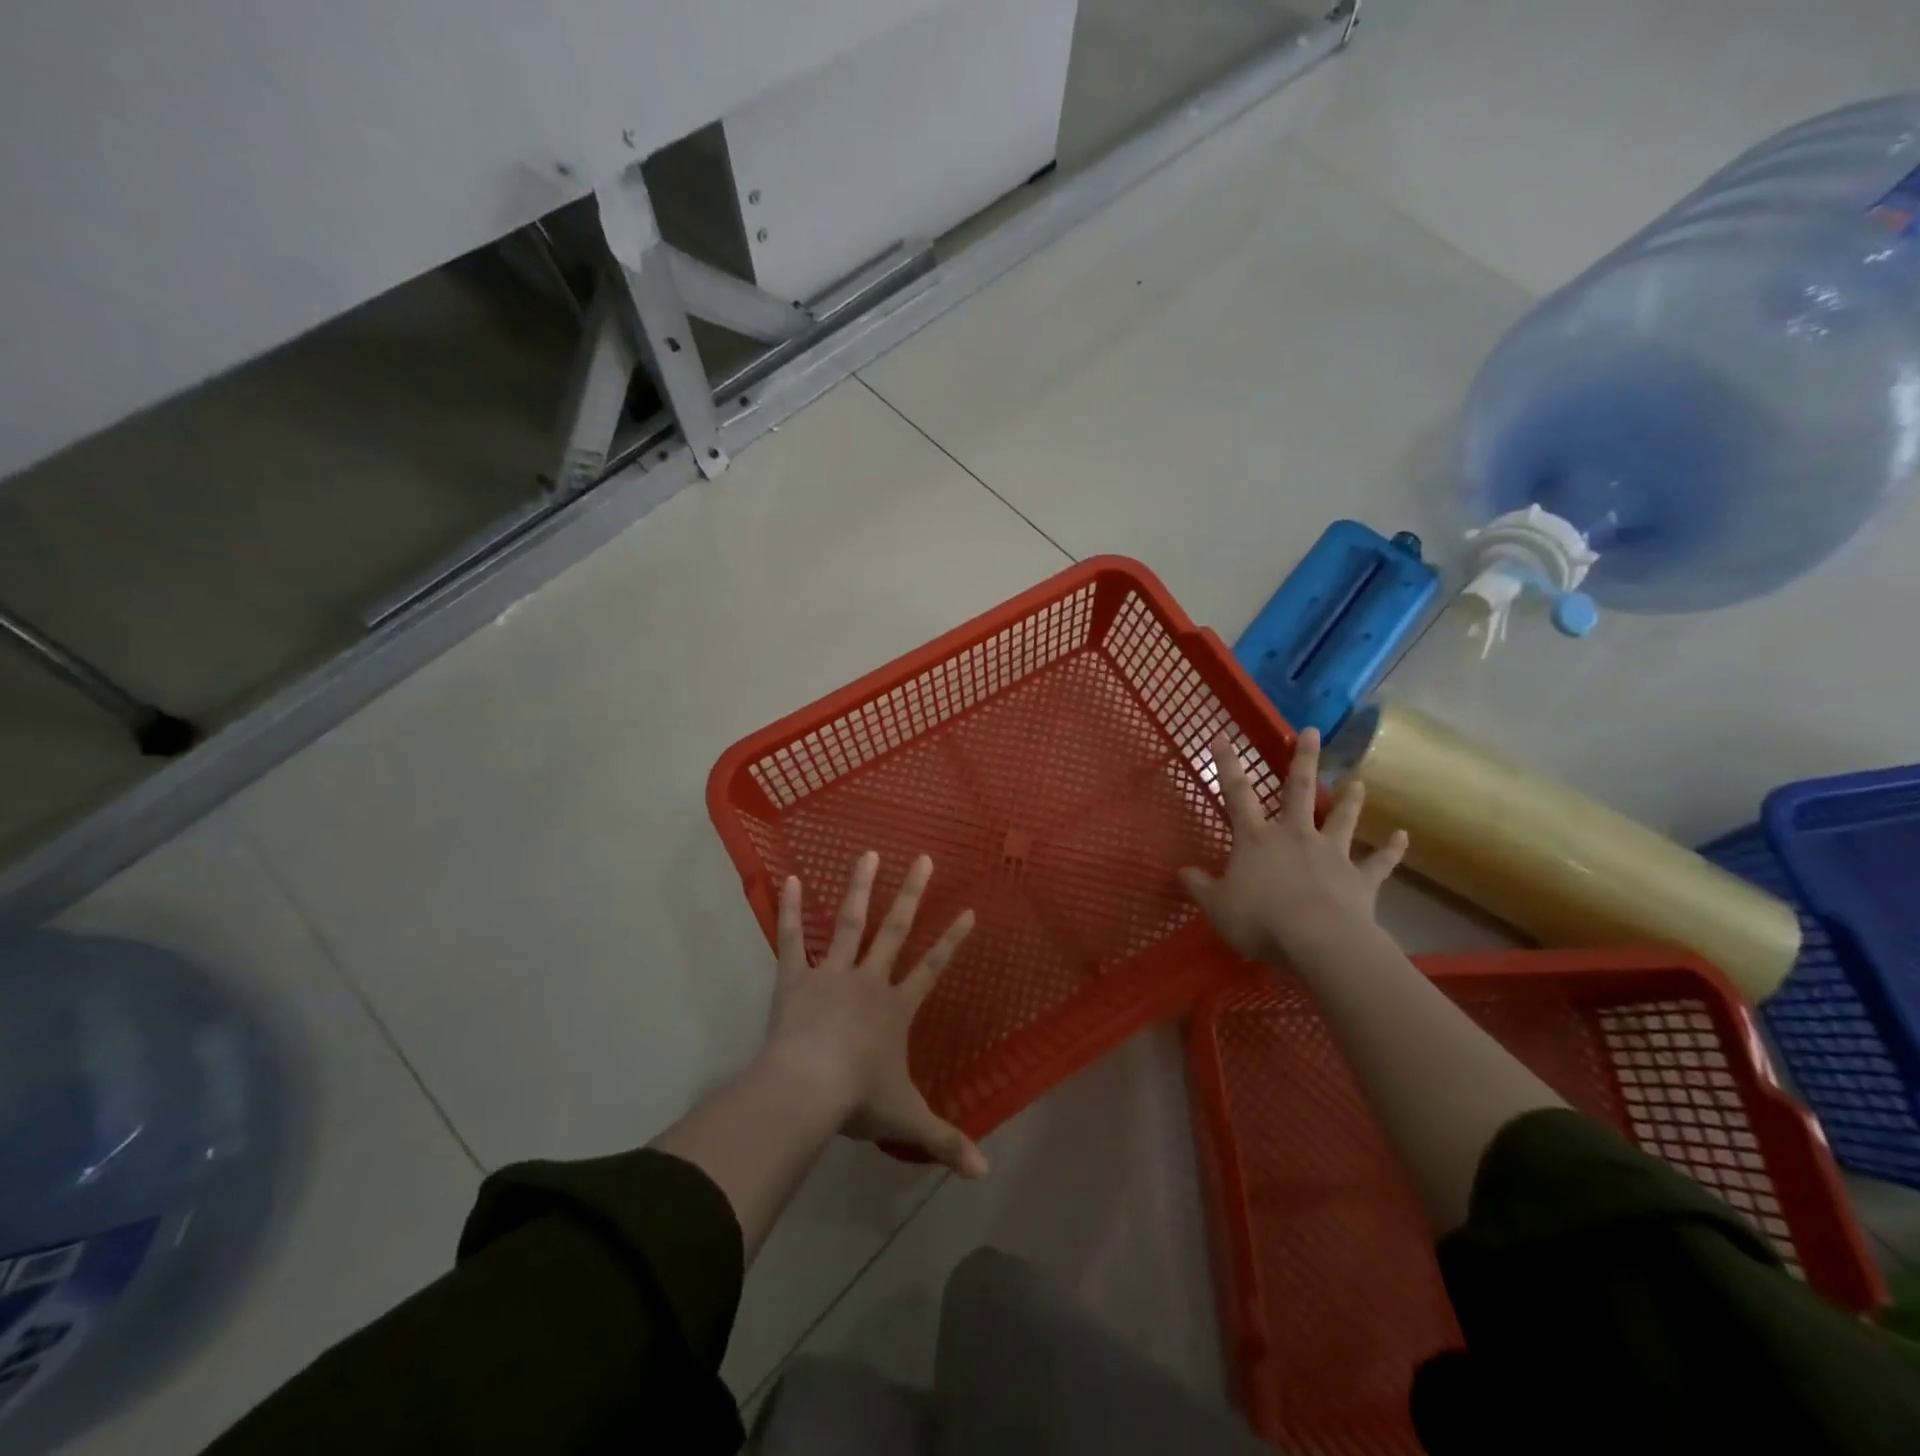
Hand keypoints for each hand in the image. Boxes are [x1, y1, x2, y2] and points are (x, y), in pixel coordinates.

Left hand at [764, 852, 986, 1177]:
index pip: (932, 968)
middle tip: (923, 858)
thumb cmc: (859, 1100)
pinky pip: (791, 938)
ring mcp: (831, 974)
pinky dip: (788, 909)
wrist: (807, 1090)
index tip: (967, 911)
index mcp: (896, 1007)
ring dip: (861, 887)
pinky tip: (788, 878)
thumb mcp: (907, 1122)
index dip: (951, 941)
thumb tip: (985, 1174)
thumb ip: (946, 1142)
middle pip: (895, 929)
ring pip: (849, 922)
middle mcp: (869, 980)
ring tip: (869, 853)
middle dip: (912, 893)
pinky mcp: (795, 978)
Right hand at [1179, 728, 1408, 964]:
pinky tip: (1402, 836)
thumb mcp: (1217, 906)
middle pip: (1298, 790)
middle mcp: (1294, 835)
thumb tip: (1182, 870)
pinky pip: (1379, 862)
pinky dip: (1391, 849)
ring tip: (1358, 782)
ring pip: (1341, 819)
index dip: (1227, 764)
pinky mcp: (1360, 879)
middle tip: (1312, 732)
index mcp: (1256, 839)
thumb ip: (1200, 886)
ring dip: (1349, 800)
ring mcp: (1331, 854)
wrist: (1320, 941)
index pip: (1236, 793)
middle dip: (1303, 760)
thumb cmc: (1261, 920)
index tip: (1222, 737)